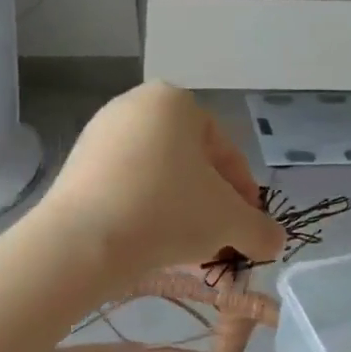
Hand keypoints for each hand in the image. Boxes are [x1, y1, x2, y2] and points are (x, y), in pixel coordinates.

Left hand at [39, 83, 284, 284]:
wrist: (82, 240)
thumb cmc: (166, 212)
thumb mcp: (229, 221)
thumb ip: (261, 230)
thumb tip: (274, 242)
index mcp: (175, 102)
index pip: (225, 151)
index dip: (244, 193)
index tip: (249, 227)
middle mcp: (135, 106)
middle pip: (190, 163)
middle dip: (210, 204)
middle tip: (221, 240)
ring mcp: (100, 134)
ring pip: (157, 177)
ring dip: (179, 211)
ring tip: (188, 249)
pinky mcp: (76, 165)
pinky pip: (125, 186)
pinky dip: (145, 211)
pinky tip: (152, 243)